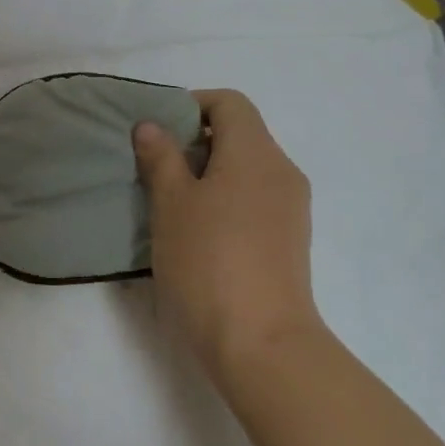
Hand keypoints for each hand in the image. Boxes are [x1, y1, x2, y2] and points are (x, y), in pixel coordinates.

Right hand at [133, 89, 320, 384]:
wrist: (262, 343)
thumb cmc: (208, 261)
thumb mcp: (171, 204)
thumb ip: (161, 157)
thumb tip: (152, 125)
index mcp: (256, 153)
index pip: (230, 102)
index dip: (192, 104)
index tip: (158, 131)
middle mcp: (282, 171)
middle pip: (241, 133)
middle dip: (195, 140)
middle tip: (156, 168)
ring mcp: (292, 208)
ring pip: (247, 168)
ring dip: (208, 172)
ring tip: (171, 202)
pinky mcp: (290, 239)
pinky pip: (255, 198)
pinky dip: (226, 198)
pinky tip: (198, 231)